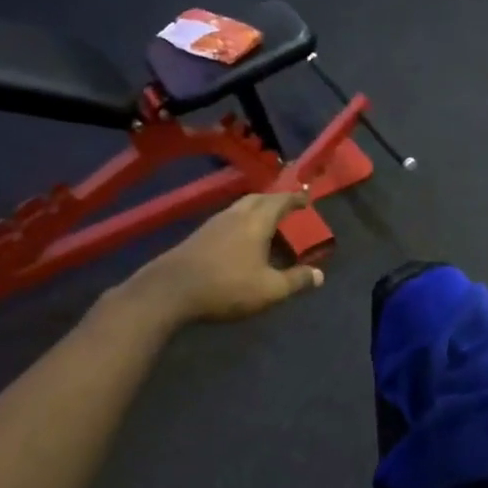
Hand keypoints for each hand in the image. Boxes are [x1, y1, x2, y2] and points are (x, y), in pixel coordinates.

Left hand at [125, 192, 323, 324]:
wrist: (168, 291)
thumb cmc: (226, 287)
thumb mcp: (269, 290)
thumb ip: (296, 280)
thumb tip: (319, 275)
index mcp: (256, 222)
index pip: (280, 201)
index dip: (295, 198)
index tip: (307, 196)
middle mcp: (235, 216)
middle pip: (258, 198)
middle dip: (275, 199)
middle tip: (288, 206)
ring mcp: (213, 224)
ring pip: (240, 207)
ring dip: (256, 209)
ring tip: (267, 221)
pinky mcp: (197, 236)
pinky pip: (227, 219)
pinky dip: (241, 221)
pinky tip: (240, 238)